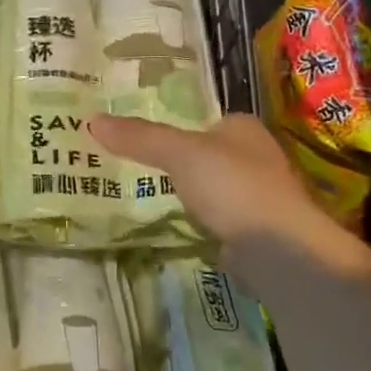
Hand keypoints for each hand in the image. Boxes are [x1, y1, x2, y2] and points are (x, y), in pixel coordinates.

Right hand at [90, 113, 368, 262]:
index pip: (203, 120)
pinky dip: (198, 221)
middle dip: (178, 162)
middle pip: (206, 154)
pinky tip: (175, 226)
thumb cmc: (232, 186)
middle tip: (133, 166)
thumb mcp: (178, 153)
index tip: (139, 137)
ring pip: (211, 188)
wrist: (279, 250)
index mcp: (242, 127)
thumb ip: (139, 138)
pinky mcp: (254, 230)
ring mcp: (257, 196)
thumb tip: (92, 120)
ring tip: (145, 195)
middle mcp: (255, 156)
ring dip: (188, 193)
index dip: (173, 126)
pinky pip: (215, 219)